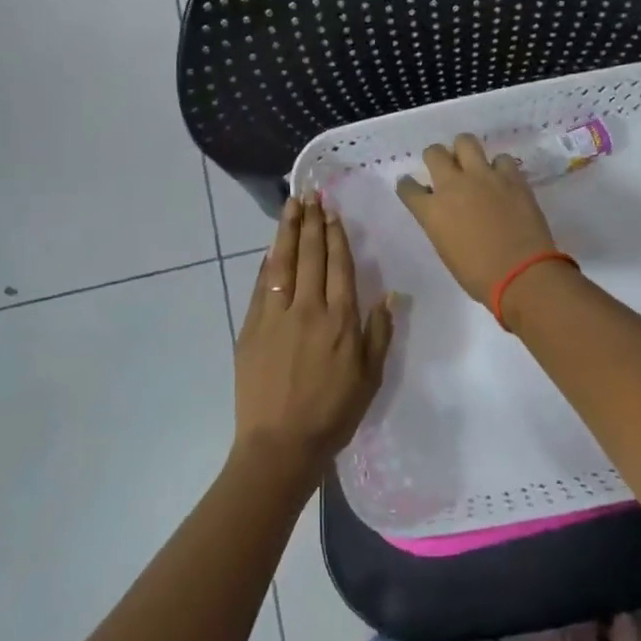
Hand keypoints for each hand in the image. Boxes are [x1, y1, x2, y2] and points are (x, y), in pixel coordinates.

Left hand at [233, 196, 393, 484]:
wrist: (280, 444)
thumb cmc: (333, 414)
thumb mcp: (370, 378)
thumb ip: (379, 333)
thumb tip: (389, 295)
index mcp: (340, 320)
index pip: (338, 266)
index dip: (336, 236)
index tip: (332, 211)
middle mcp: (307, 309)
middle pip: (310, 256)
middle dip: (311, 223)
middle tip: (310, 196)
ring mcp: (275, 316)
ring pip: (283, 263)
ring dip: (287, 232)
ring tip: (290, 206)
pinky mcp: (251, 328)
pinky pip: (261, 286)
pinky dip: (268, 263)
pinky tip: (272, 249)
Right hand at [395, 134, 558, 302]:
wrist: (520, 274)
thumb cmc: (478, 276)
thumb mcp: (446, 250)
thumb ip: (441, 224)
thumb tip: (447, 213)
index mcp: (431, 211)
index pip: (408, 187)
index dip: (409, 186)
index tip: (413, 187)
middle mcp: (452, 185)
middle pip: (433, 153)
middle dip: (435, 157)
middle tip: (445, 168)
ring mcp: (483, 176)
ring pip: (465, 141)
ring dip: (465, 151)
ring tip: (473, 165)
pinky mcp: (511, 176)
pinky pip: (502, 158)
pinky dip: (500, 167)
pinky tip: (503, 180)